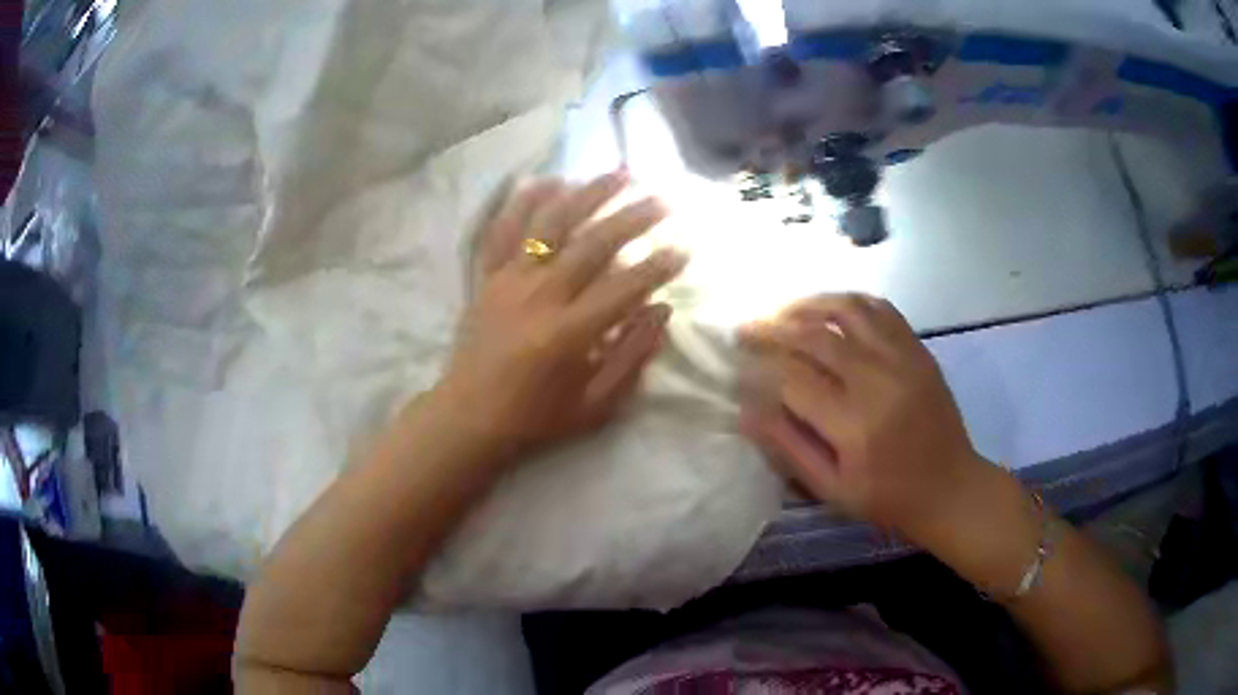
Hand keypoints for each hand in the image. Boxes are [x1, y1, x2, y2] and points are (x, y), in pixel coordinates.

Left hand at [435, 170, 687, 461]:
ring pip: (550, 223)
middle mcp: (538, 297)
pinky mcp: (487, 277)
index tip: (685, 248)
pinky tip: (550, 180)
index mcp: (568, 334)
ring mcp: (508, 281)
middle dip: (634, 218)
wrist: (467, 418)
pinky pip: (503, 229)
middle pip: (593, 244)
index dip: (659, 265)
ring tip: (619, 174)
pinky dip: (525, 200)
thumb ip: (632, 357)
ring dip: (587, 194)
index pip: (625, 287)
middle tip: (664, 201)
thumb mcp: (595, 405)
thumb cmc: (536, 418)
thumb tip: (662, 310)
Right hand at [738, 294, 988, 542]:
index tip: (737, 365)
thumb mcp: (831, 489)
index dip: (759, 368)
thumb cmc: (887, 497)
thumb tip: (746, 411)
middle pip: (815, 336)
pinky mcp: (917, 350)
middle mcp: (878, 381)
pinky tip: (829, 308)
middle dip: (772, 328)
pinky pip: (880, 309)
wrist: (950, 487)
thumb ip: (789, 448)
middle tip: (746, 329)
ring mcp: (902, 359)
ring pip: (847, 310)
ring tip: (782, 312)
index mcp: (854, 425)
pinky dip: (849, 301)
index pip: (793, 379)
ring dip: (807, 305)